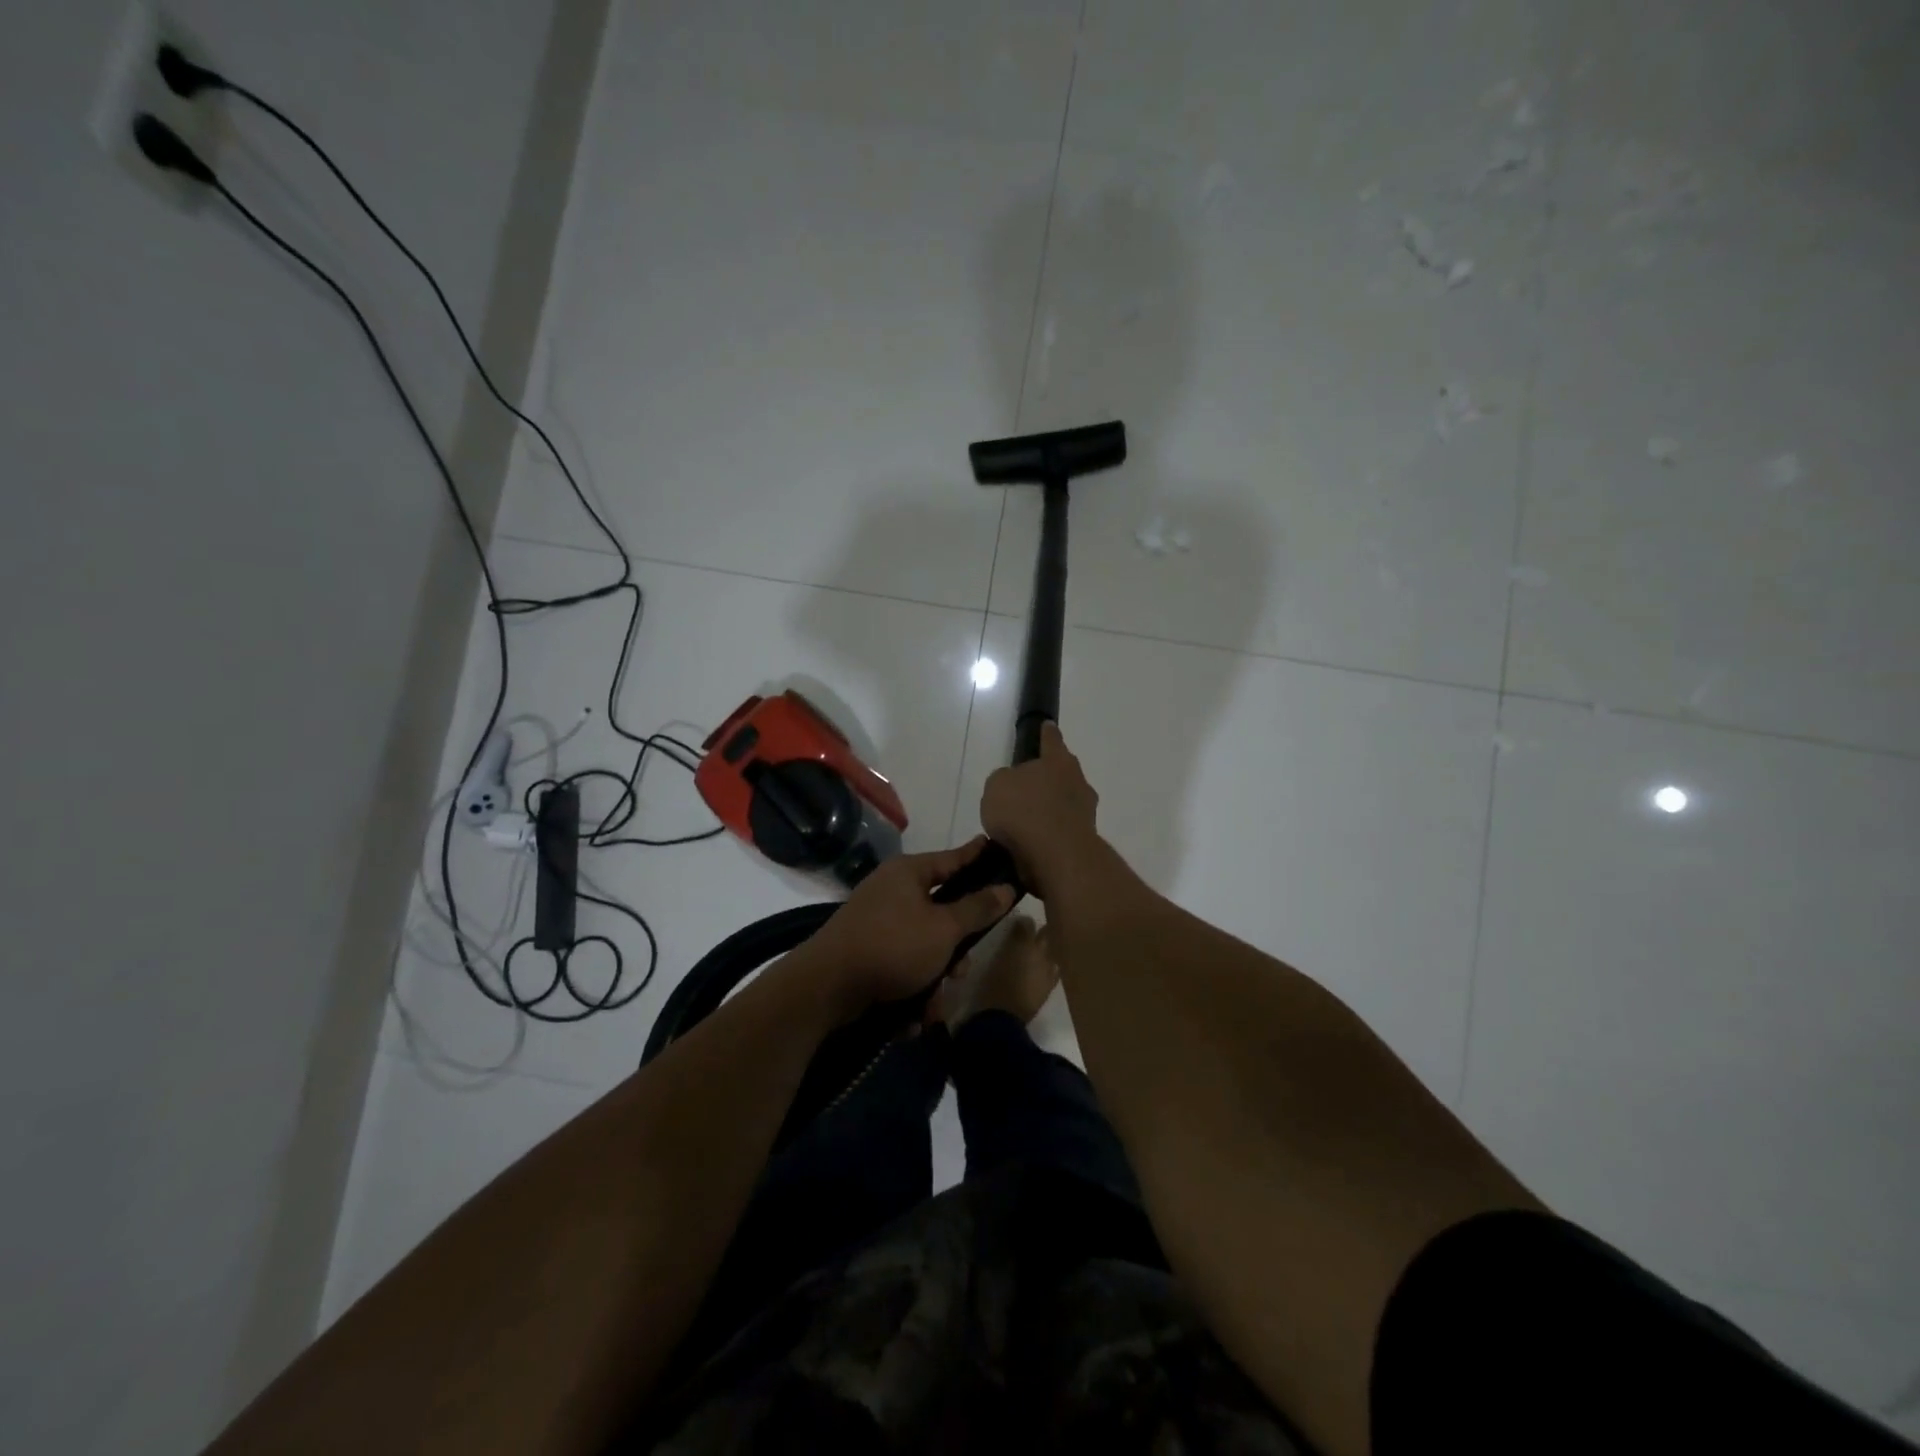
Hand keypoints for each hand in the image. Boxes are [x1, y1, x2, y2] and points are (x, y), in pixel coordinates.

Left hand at [806, 838, 1016, 1011]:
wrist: (826, 987)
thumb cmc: (892, 946)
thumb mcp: (944, 929)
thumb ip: (977, 909)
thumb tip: (1005, 888)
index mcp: (909, 873)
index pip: (953, 858)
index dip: (977, 855)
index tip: (995, 846)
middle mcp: (892, 891)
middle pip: (941, 911)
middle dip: (955, 948)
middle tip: (961, 971)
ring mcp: (877, 921)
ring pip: (923, 946)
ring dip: (934, 978)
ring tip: (934, 1005)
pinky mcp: (867, 951)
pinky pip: (902, 965)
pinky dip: (912, 989)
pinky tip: (913, 1017)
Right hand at [979, 723, 1100, 897]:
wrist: (1057, 857)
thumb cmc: (1024, 811)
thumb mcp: (997, 786)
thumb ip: (1005, 780)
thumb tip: (1014, 785)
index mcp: (1058, 761)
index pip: (1051, 740)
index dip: (1046, 734)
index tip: (1048, 726)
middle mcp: (1077, 782)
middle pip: (1062, 773)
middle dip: (1048, 778)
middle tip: (1028, 787)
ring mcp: (1085, 812)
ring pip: (1064, 803)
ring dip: (1048, 810)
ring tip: (1024, 823)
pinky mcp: (1084, 840)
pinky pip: (1061, 830)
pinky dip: (1049, 834)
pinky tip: (1031, 844)